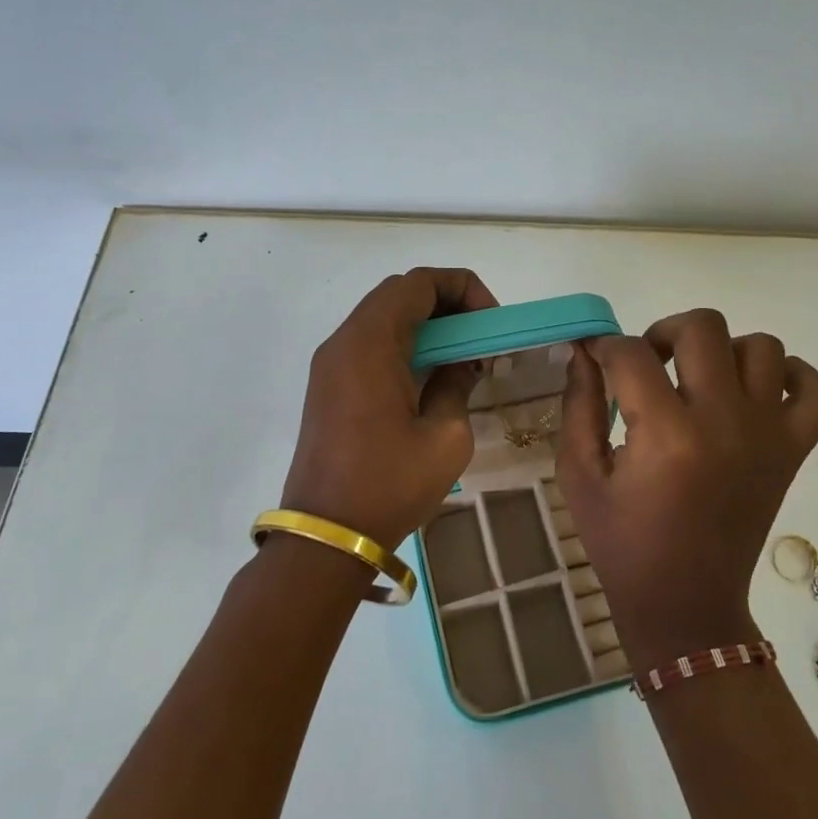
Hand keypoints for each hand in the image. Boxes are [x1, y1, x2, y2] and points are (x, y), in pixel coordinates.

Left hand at [280, 267, 497, 549]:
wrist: (326, 535)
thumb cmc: (389, 485)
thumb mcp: (445, 437)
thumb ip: (456, 384)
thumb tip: (461, 364)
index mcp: (371, 343)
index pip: (419, 283)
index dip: (463, 289)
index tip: (490, 323)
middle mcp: (344, 341)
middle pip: (398, 294)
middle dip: (447, 304)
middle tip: (479, 338)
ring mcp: (330, 363)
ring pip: (382, 318)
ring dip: (425, 325)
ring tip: (460, 359)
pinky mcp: (327, 386)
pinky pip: (369, 344)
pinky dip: (403, 345)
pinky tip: (428, 378)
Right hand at [556, 309, 817, 669]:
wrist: (685, 602)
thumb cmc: (621, 541)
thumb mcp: (579, 475)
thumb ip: (578, 405)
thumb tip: (584, 351)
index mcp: (665, 434)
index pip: (631, 353)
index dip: (605, 347)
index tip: (596, 360)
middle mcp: (724, 422)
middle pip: (703, 327)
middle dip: (663, 332)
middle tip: (647, 365)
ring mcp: (768, 434)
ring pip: (762, 346)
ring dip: (723, 350)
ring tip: (698, 380)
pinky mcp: (793, 451)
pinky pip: (817, 390)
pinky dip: (792, 377)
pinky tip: (755, 392)